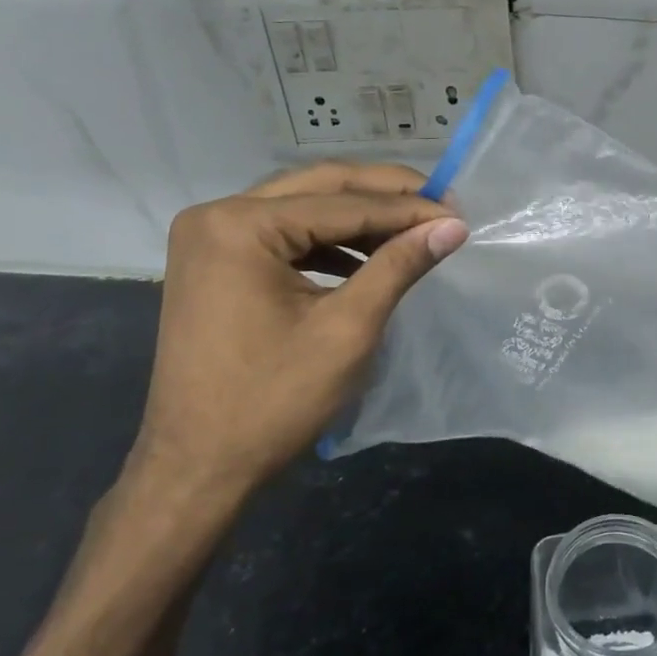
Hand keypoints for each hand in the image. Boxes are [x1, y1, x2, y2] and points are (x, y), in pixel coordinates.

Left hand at [130, 162, 466, 502]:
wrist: (196, 468)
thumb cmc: (272, 402)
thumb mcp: (347, 329)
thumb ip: (399, 266)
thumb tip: (453, 225)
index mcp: (240, 226)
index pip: (344, 203)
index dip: (408, 207)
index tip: (459, 211)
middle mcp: (217, 215)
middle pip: (320, 187)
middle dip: (385, 195)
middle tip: (442, 204)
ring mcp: (210, 237)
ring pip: (304, 205)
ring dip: (360, 216)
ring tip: (413, 231)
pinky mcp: (215, 260)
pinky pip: (285, 233)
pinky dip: (329, 240)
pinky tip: (367, 258)